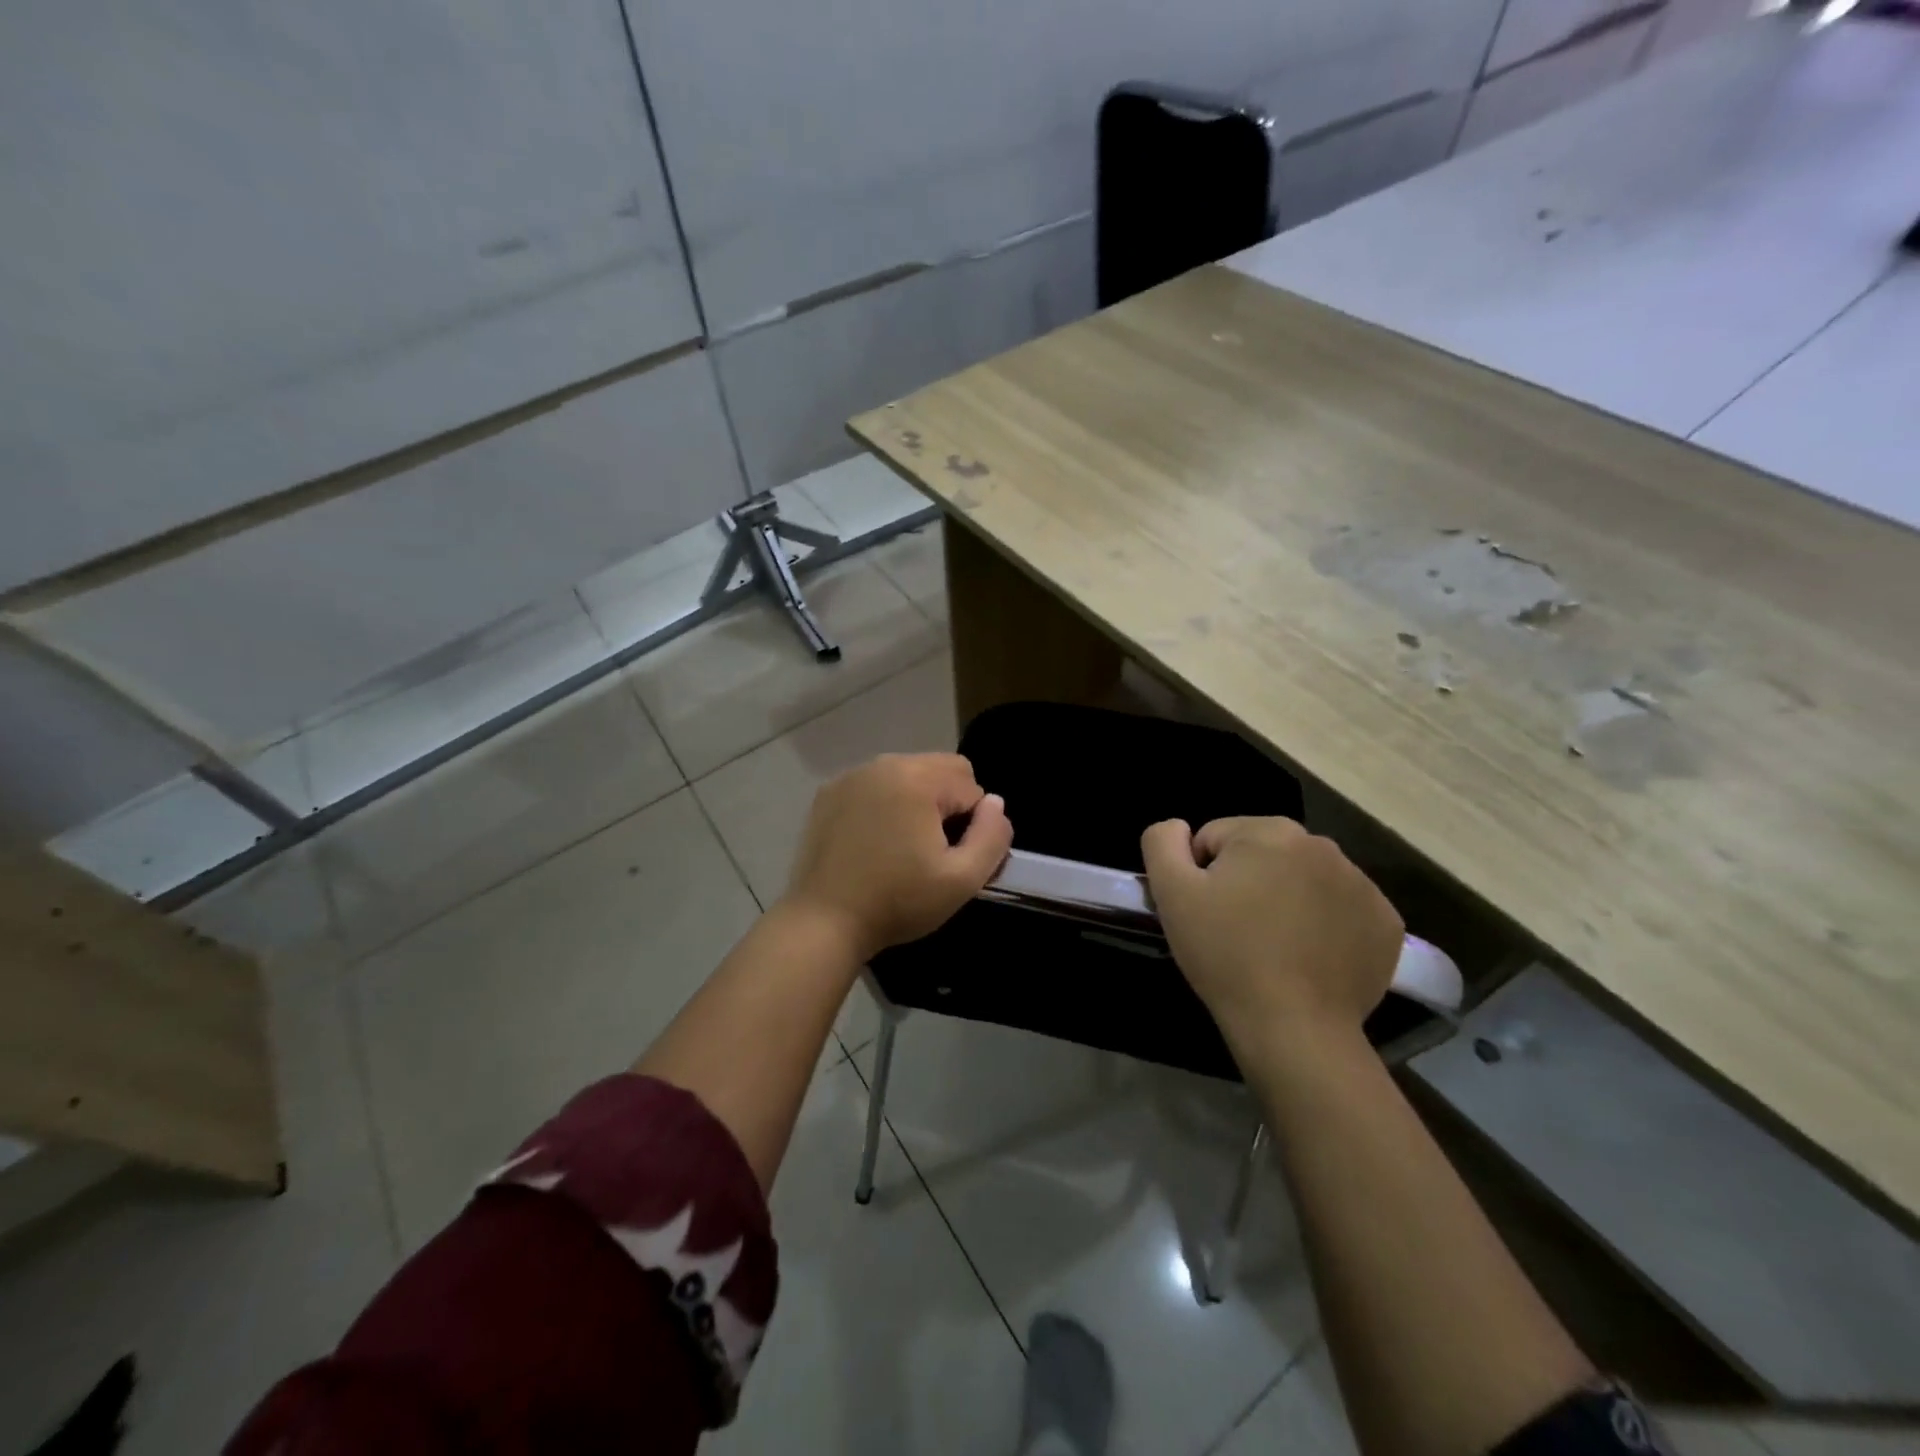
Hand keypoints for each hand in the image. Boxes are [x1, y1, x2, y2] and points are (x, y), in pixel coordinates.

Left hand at [782, 753, 1013, 961]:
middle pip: (941, 769)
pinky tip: (872, 842)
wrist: (824, 922)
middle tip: (930, 850)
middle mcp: (884, 764)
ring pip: (907, 775)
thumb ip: (993, 836)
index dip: (973, 825)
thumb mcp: (962, 880)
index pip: (972, 786)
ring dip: (916, 802)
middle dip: (947, 805)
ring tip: (901, 847)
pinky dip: (884, 804)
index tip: (951, 858)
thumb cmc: (898, 902)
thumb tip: (995, 804)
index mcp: (918, 778)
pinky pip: (875, 786)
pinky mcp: (828, 792)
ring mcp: (851, 776)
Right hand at [1141, 817, 1402, 1052]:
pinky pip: (1340, 909)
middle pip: (1263, 854)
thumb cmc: (1226, 954)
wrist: (1294, 1027)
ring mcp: (1362, 884)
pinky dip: (1324, 925)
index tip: (1207, 913)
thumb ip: (1162, 842)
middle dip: (1246, 882)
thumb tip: (1178, 827)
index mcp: (1270, 831)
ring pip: (1302, 879)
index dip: (1202, 875)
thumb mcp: (1171, 893)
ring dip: (1285, 900)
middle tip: (1236, 930)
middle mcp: (1322, 845)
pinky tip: (1309, 957)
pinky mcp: (1385, 922)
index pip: (1216, 838)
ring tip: (1273, 947)